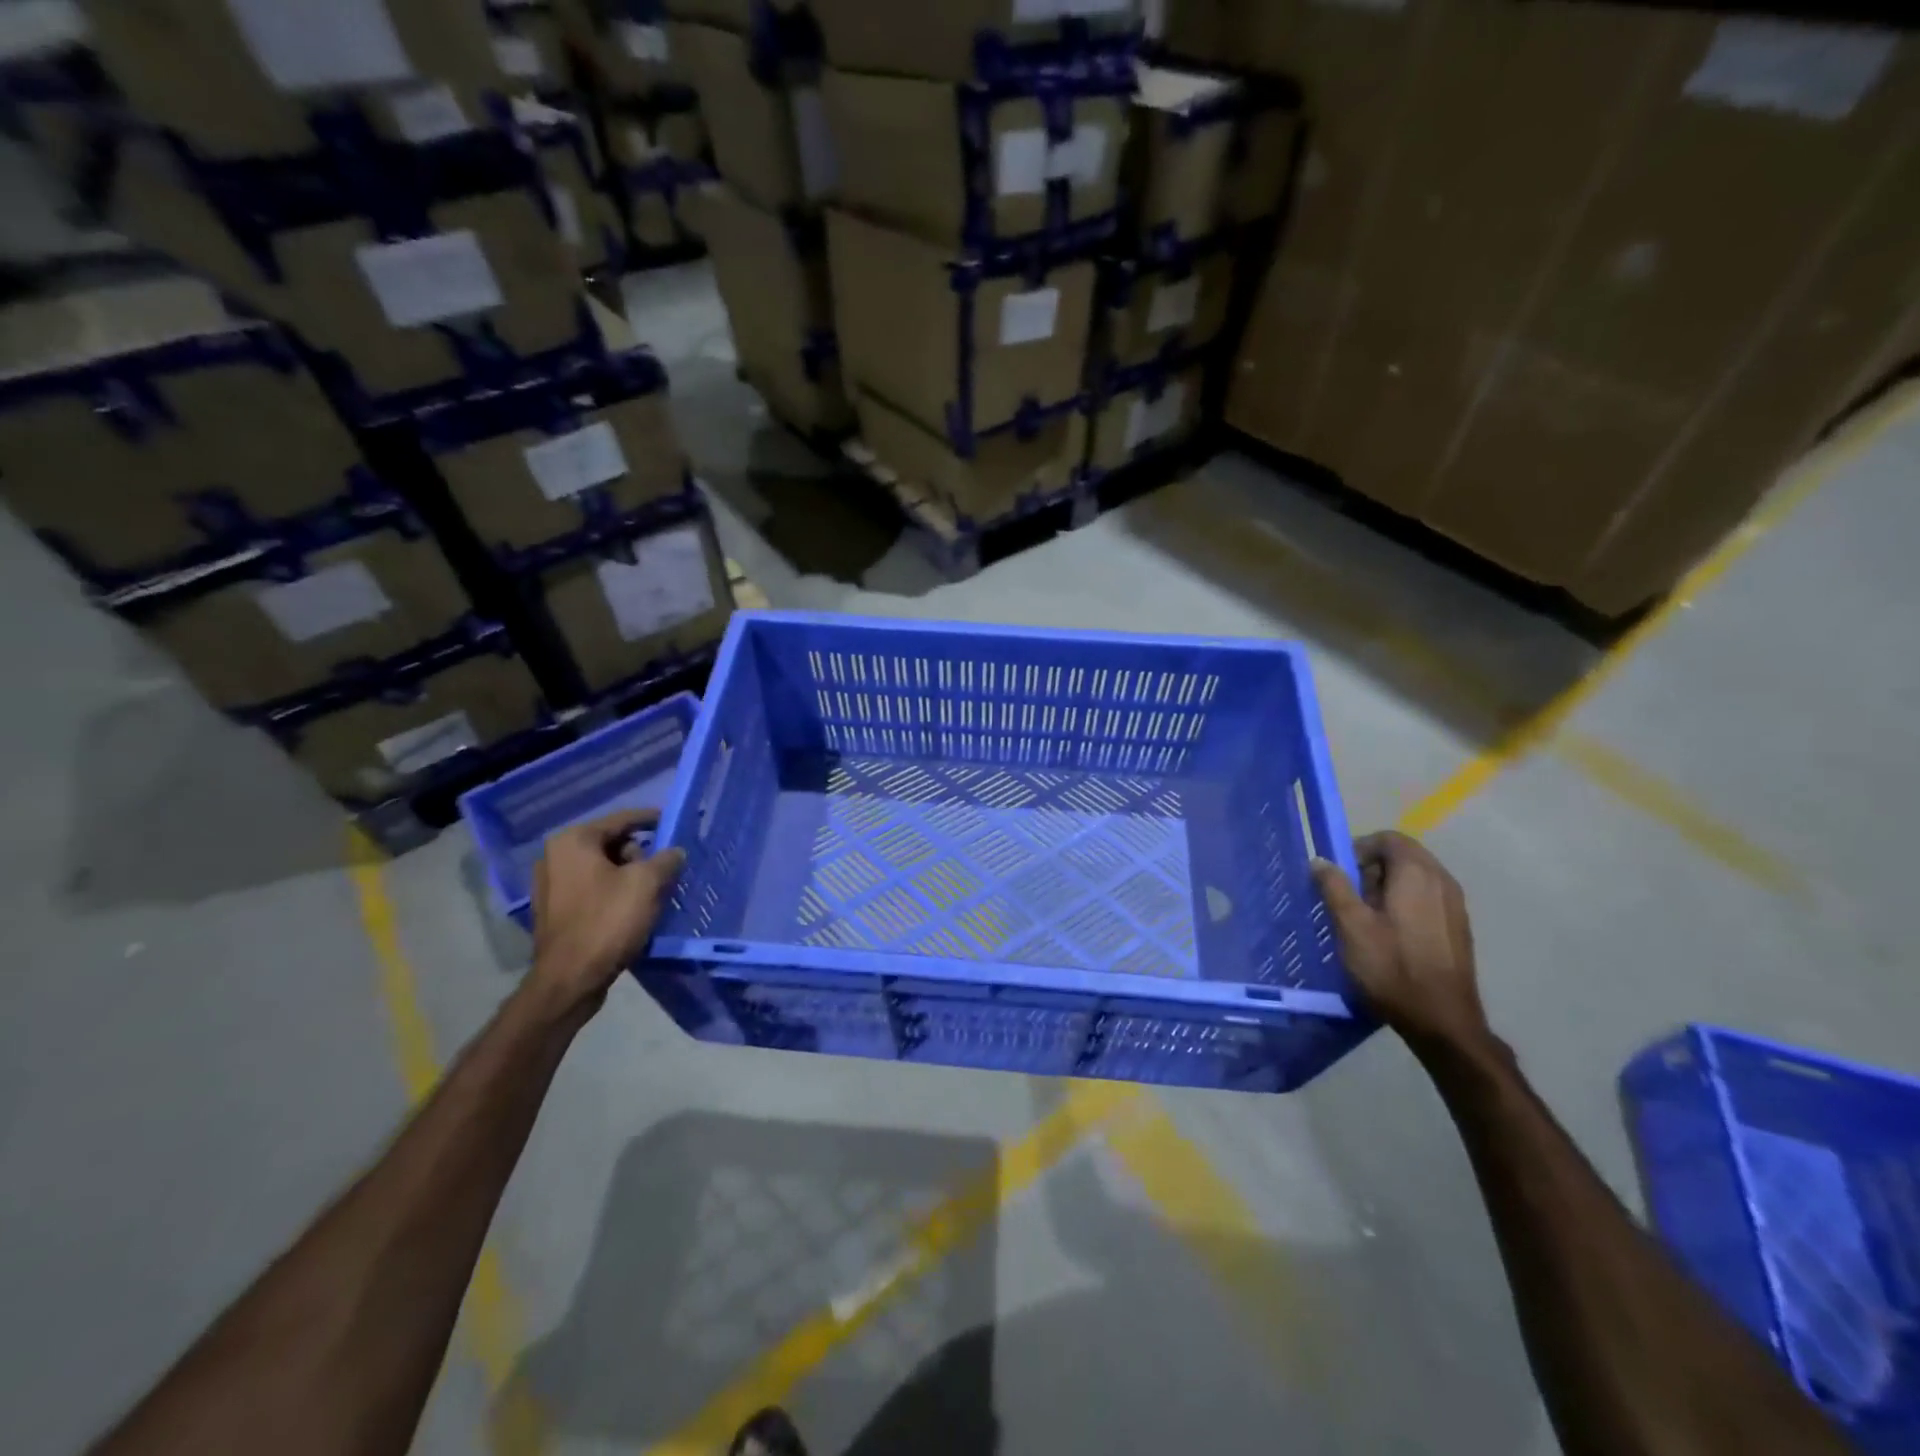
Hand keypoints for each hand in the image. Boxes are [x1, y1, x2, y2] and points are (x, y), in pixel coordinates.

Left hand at [524, 810, 685, 1019]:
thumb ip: (666, 859)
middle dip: (641, 855)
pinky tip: (632, 910)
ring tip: (652, 894)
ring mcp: (550, 885)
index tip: (676, 824)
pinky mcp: (554, 910)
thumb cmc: (607, 921)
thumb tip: (675, 852)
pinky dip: (613, 893)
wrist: (570, 980)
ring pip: (603, 869)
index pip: (623, 819)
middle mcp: (555, 856)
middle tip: (663, 872)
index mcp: (573, 841)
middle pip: (612, 844)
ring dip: (629, 876)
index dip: (653, 820)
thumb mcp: (647, 883)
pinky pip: (592, 890)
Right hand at [1310, 831, 1490, 1056]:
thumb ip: (1334, 887)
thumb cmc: (1391, 968)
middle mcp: (1442, 881)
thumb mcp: (1351, 926)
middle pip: (1404, 855)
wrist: (1442, 1020)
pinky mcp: (1458, 927)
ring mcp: (1455, 905)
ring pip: (1417, 877)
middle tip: (1350, 896)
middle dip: (1372, 868)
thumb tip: (1320, 860)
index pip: (1389, 838)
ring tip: (1367, 916)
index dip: (1360, 848)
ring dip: (1388, 886)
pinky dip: (1405, 902)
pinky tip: (1391, 934)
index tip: (1341, 874)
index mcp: (1417, 874)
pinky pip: (1428, 897)